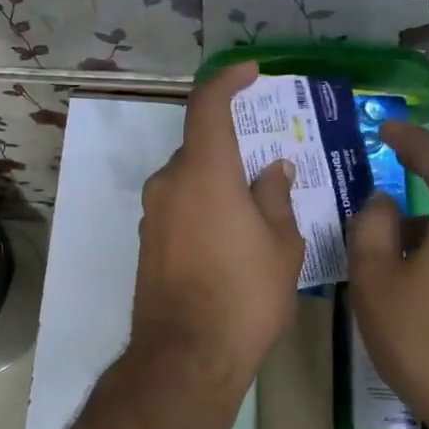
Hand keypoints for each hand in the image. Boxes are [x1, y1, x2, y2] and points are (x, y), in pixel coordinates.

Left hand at [130, 63, 304, 391]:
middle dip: (233, 149)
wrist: (186, 356)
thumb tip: (274, 170)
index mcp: (203, 172)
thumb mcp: (280, 246)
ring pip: (190, 180)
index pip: (207, 106)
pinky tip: (230, 237)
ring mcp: (153, 215)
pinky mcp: (148, 243)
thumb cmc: (244, 296)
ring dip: (219, 182)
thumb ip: (276, 198)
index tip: (250, 72)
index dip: (227, 81)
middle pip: (200, 148)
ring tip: (256, 208)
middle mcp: (169, 184)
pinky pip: (179, 207)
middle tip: (269, 166)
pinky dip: (204, 206)